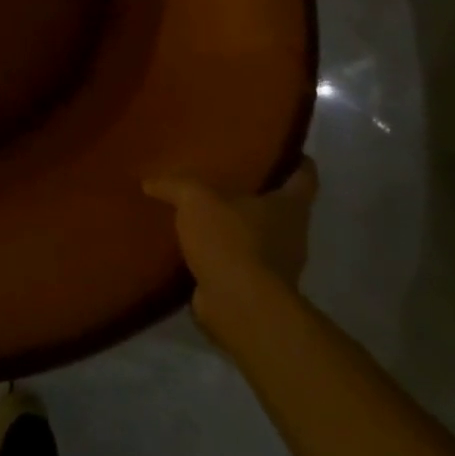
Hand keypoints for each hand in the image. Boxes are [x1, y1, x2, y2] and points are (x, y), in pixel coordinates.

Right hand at [143, 160, 318, 327]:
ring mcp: (277, 267)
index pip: (304, 176)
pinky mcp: (256, 290)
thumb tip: (150, 182)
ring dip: (234, 225)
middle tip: (224, 173)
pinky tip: (192, 244)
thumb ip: (174, 185)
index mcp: (289, 207)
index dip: (294, 159)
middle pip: (279, 206)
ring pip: (257, 235)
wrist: (241, 308)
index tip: (279, 146)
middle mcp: (291, 235)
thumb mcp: (195, 198)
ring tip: (200, 209)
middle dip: (256, 192)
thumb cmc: (231, 241)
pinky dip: (220, 254)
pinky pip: (237, 262)